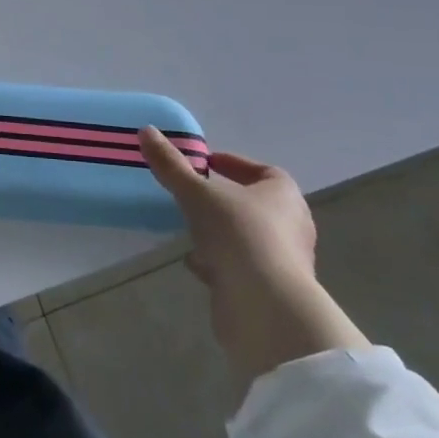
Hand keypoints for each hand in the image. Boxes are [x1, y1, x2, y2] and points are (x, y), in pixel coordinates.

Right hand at [140, 131, 366, 393]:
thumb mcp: (197, 193)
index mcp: (284, 195)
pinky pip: (241, 266)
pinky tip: (196, 262)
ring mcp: (284, 261)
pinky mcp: (270, 290)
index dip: (235, 164)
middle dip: (224, 200)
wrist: (264, 306)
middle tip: (193, 194)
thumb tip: (147, 130)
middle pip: (256, 205)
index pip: (265, 172)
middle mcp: (291, 226)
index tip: (205, 164)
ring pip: (247, 237)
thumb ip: (171, 165)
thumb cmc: (238, 234)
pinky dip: (219, 261)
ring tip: (189, 228)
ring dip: (221, 232)